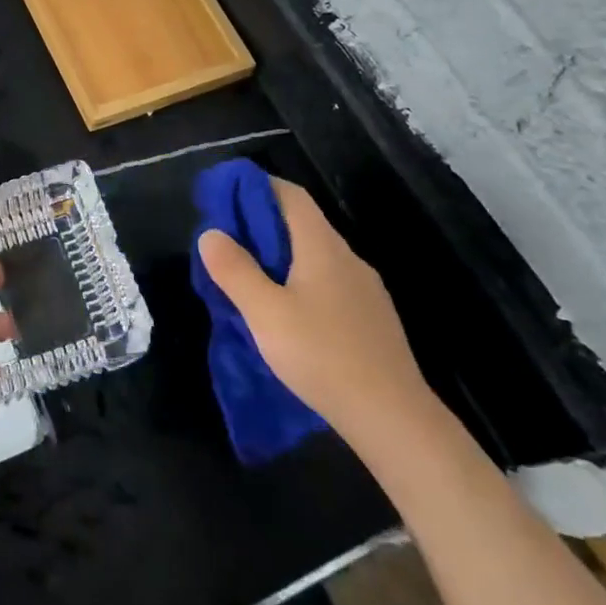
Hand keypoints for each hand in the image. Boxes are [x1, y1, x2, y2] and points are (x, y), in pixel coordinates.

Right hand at [196, 179, 436, 451]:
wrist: (394, 418)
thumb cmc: (323, 356)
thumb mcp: (265, 314)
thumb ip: (235, 270)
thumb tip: (211, 233)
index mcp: (322, 246)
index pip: (290, 194)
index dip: (256, 187)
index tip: (224, 197)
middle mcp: (348, 258)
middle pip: (302, 223)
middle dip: (262, 225)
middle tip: (226, 243)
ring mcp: (365, 289)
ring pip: (315, 256)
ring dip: (280, 256)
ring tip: (249, 278)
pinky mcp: (371, 318)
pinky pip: (328, 282)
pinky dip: (300, 281)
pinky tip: (287, 313)